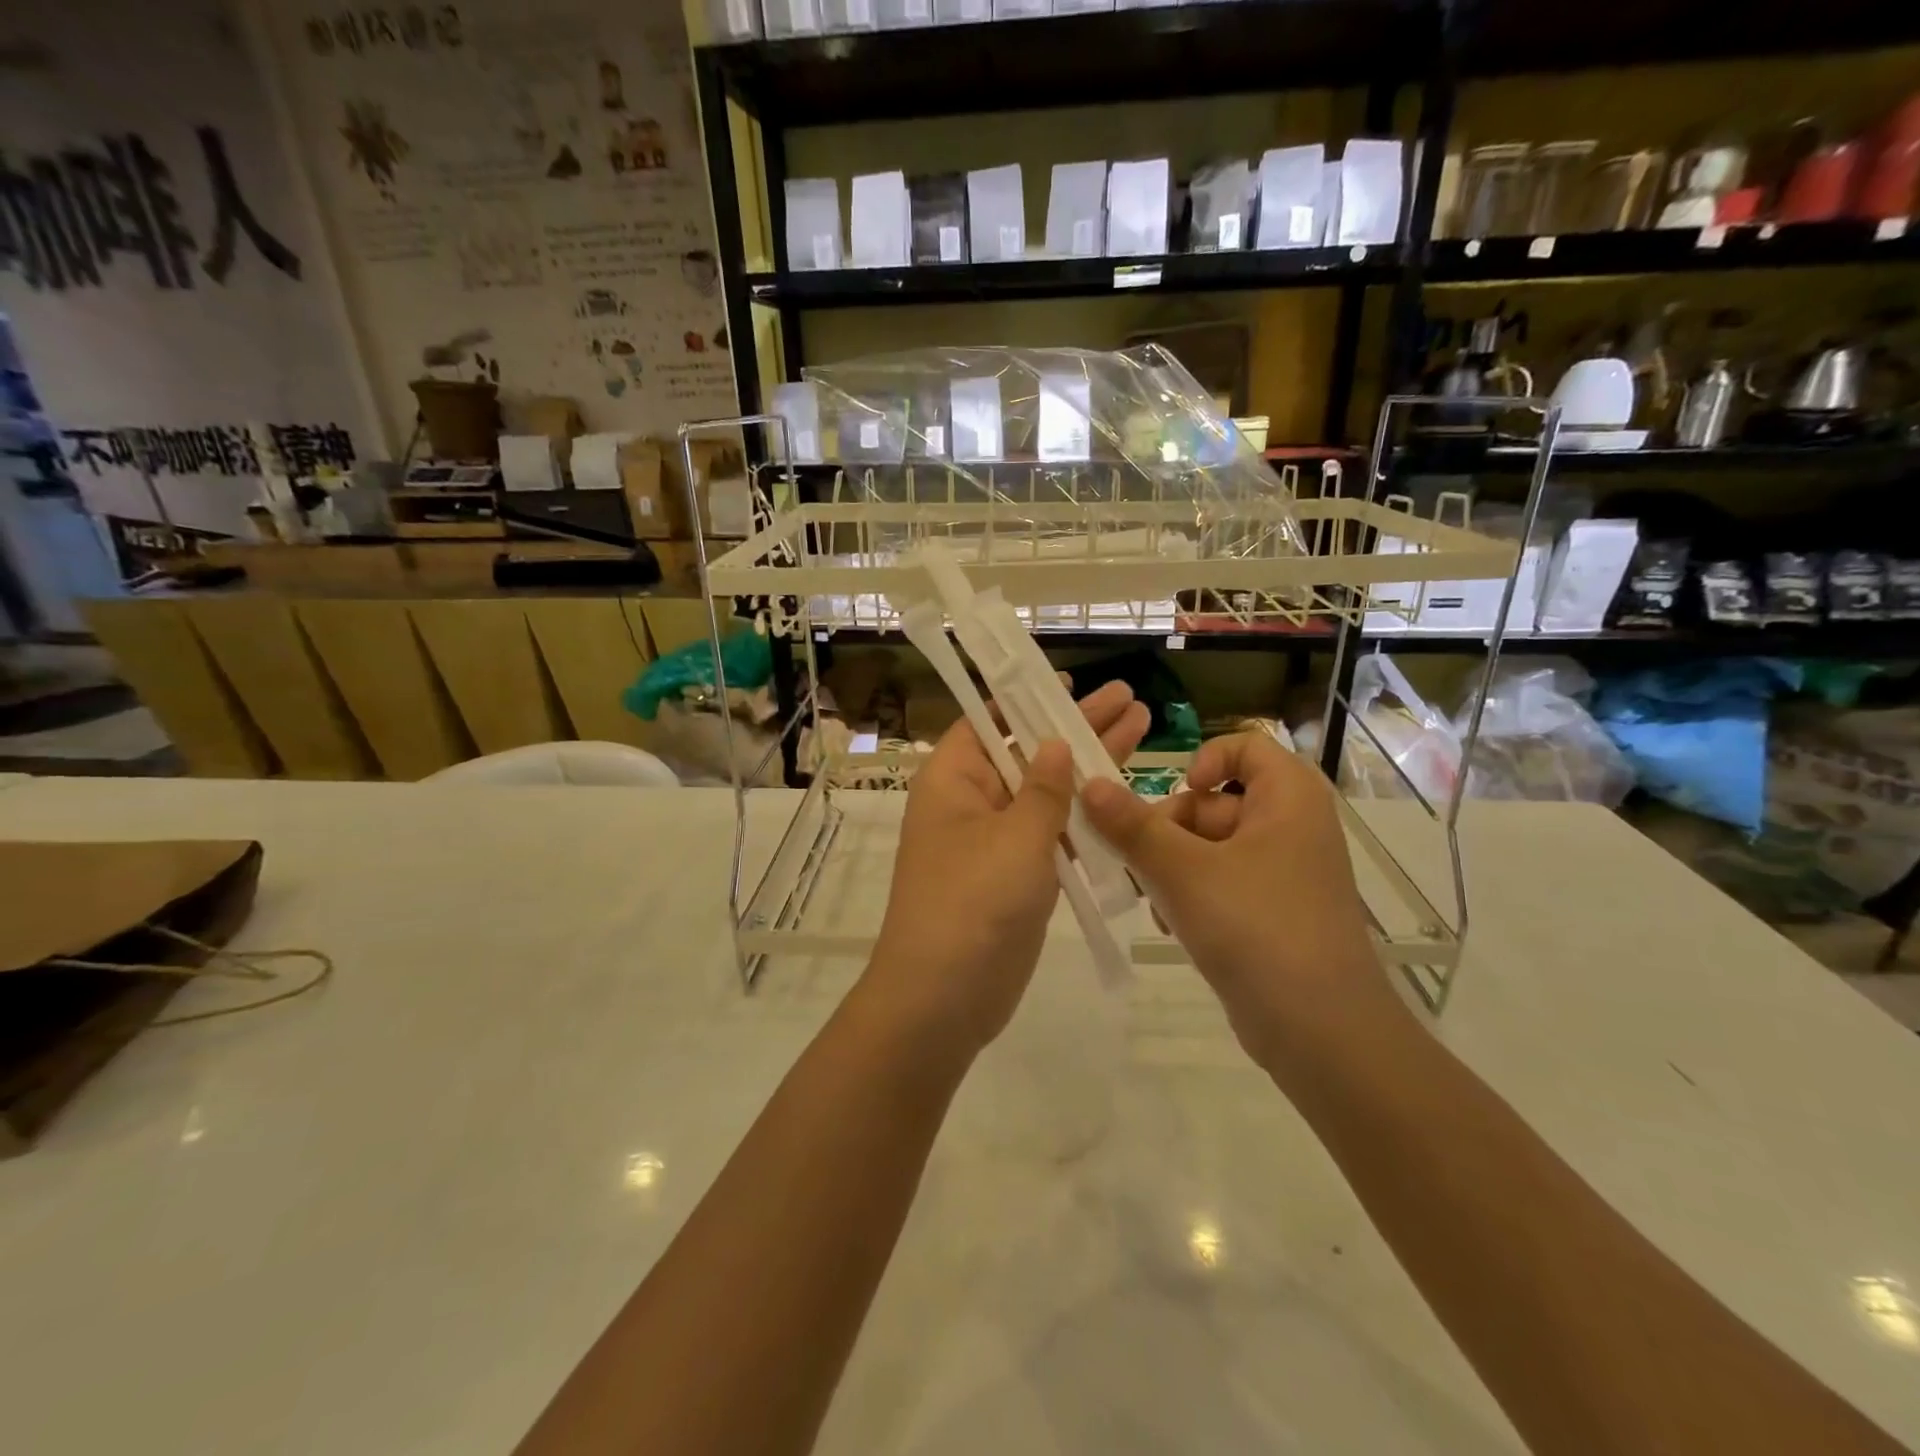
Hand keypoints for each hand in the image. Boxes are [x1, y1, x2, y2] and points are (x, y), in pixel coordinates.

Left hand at [864, 681, 1150, 1054]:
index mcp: (954, 779)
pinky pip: (1053, 835)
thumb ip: (1044, 789)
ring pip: (1046, 794)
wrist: (945, 997)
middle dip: (1076, 727)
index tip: (1069, 682)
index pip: (990, 722)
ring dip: (1088, 768)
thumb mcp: (1015, 836)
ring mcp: (996, 841)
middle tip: (1128, 698)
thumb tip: (1054, 744)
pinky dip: (1084, 817)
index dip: (1028, 699)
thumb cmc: (973, 902)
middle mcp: (972, 802)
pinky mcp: (1017, 876)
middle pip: (1028, 752)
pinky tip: (1124, 796)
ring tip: (1140, 729)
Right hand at [1081, 730, 1404, 1069]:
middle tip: (1141, 865)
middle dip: (1169, 831)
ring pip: (1209, 847)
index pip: (1244, 745)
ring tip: (1156, 903)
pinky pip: (1221, 883)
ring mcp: (1284, 872)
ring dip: (1171, 868)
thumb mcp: (1184, 871)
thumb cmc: (1257, 929)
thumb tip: (1089, 783)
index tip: (1172, 793)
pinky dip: (1192, 896)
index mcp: (1288, 797)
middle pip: (1214, 801)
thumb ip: (1132, 825)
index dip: (1203, 760)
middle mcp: (1291, 825)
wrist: (1322, 1033)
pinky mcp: (1273, 912)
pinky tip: (1172, 926)